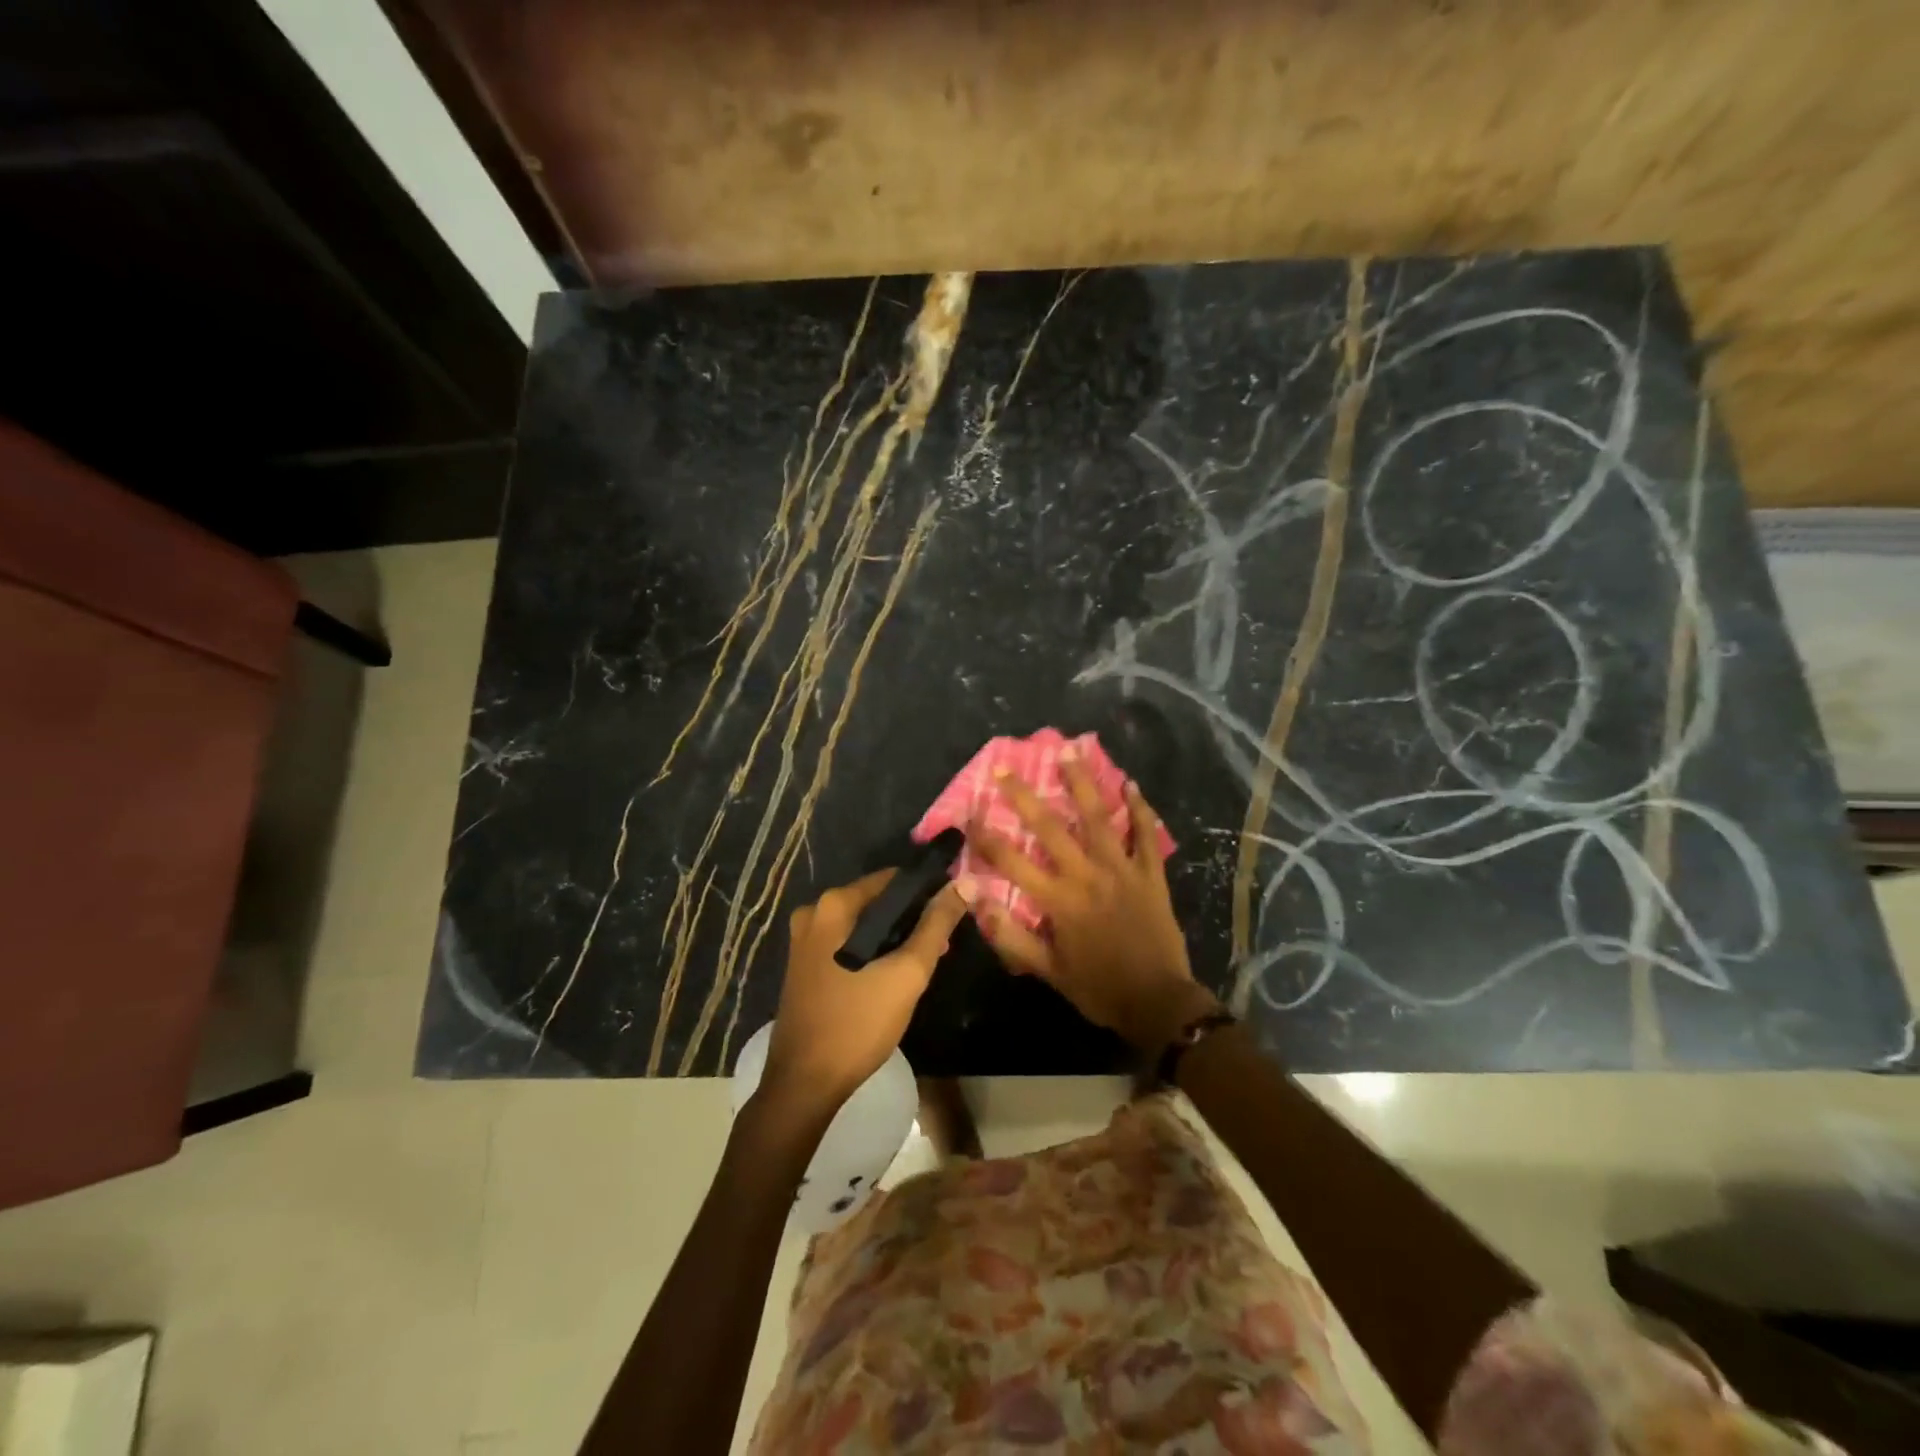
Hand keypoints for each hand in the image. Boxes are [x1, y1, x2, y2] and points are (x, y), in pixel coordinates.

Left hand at [762, 869, 971, 1118]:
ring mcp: (804, 941)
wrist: (805, 1084)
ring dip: (894, 938)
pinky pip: (847, 944)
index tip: (952, 911)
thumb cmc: (858, 1023)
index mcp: (834, 905)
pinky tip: (893, 975)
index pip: (892, 879)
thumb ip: (937, 924)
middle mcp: (813, 913)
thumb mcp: (907, 973)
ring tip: (925, 961)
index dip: (926, 892)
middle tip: (942, 943)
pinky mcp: (804, 966)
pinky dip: (872, 951)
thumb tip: (965, 883)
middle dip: (911, 919)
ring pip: (862, 926)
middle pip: (876, 902)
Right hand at [969, 752, 1218, 1051]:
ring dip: (1082, 784)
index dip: (986, 837)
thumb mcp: (1048, 971)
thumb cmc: (1099, 989)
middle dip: (1024, 797)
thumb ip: (1011, 936)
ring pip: (1099, 819)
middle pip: (1051, 828)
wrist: (1159, 1003)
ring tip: (1069, 751)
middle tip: (1006, 768)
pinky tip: (1130, 785)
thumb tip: (976, 901)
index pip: (1013, 862)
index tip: (968, 813)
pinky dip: (1139, 810)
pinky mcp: (1151, 874)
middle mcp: (1088, 876)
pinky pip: (1145, 836)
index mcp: (1060, 900)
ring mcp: (1123, 870)